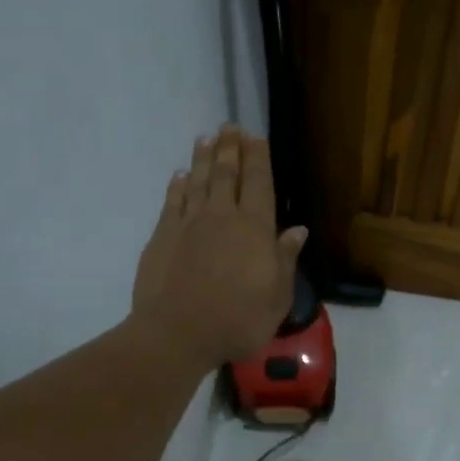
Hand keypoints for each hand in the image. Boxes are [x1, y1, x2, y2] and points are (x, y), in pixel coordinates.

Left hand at [131, 126, 306, 371]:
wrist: (176, 333)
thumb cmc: (237, 320)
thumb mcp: (277, 297)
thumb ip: (286, 260)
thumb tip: (297, 230)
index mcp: (254, 229)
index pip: (259, 183)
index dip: (258, 158)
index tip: (256, 137)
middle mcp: (222, 217)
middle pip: (226, 174)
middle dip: (230, 149)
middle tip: (230, 127)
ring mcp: (188, 224)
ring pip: (198, 181)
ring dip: (203, 158)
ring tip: (207, 138)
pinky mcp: (162, 236)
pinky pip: (173, 202)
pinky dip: (178, 185)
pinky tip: (181, 175)